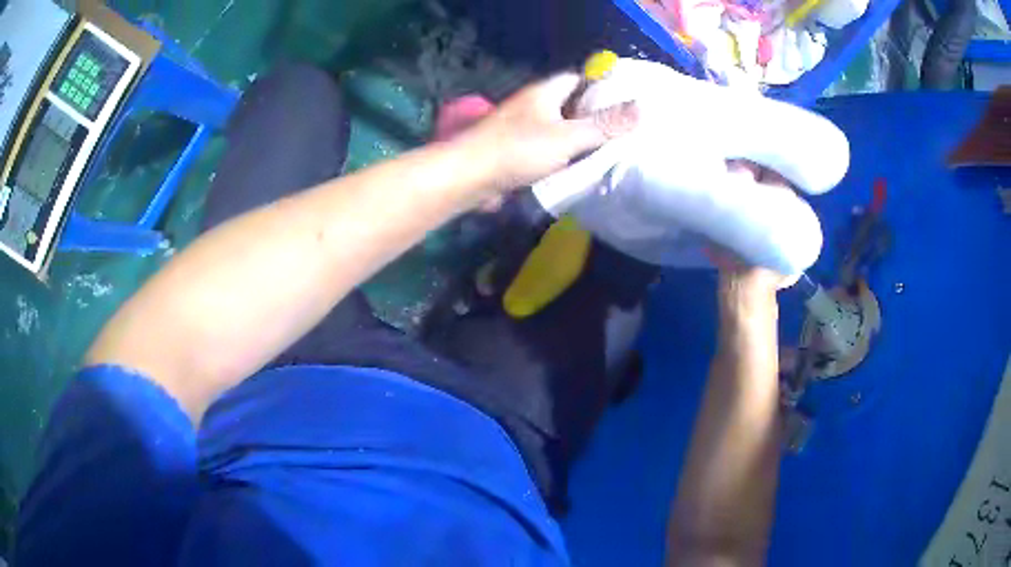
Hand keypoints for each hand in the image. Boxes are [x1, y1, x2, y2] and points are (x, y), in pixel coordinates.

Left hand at [460, 73, 638, 192]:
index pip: (579, 79)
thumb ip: (604, 124)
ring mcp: (523, 129)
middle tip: (625, 131)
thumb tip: (642, 108)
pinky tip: (580, 168)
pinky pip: (548, 149)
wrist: (470, 177)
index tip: (626, 101)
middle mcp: (534, 106)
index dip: (603, 86)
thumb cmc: (518, 150)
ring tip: (611, 150)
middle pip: (571, 105)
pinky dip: (564, 156)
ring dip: (580, 139)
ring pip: (560, 129)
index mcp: (545, 92)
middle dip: (595, 116)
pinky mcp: (516, 152)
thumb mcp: (568, 136)